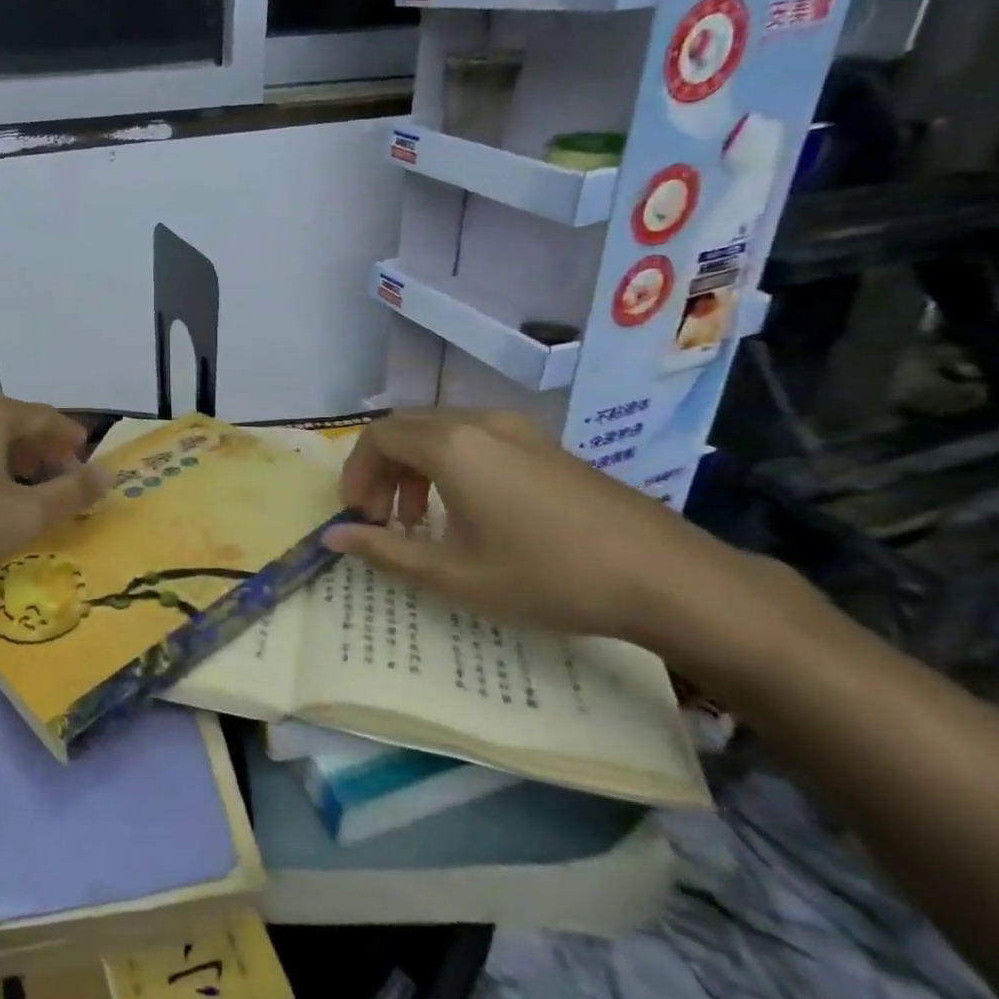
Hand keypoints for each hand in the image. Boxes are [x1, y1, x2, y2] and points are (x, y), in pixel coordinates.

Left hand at [0, 393, 111, 581]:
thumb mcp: (24, 515)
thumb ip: (71, 493)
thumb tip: (108, 474)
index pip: (46, 417)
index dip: (71, 438)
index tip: (86, 458)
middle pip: (14, 424)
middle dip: (41, 451)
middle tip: (58, 479)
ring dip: (9, 460)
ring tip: (22, 490)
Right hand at [321, 408, 754, 645]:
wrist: (665, 576)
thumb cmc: (546, 575)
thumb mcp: (455, 575)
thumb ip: (385, 551)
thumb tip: (333, 536)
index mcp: (451, 445)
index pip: (378, 437)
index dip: (356, 473)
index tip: (358, 516)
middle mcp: (480, 422)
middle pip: (407, 428)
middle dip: (383, 470)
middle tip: (383, 519)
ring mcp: (519, 429)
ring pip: (442, 432)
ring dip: (416, 468)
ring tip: (423, 521)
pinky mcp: (546, 445)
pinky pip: (477, 439)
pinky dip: (451, 465)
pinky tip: (471, 513)